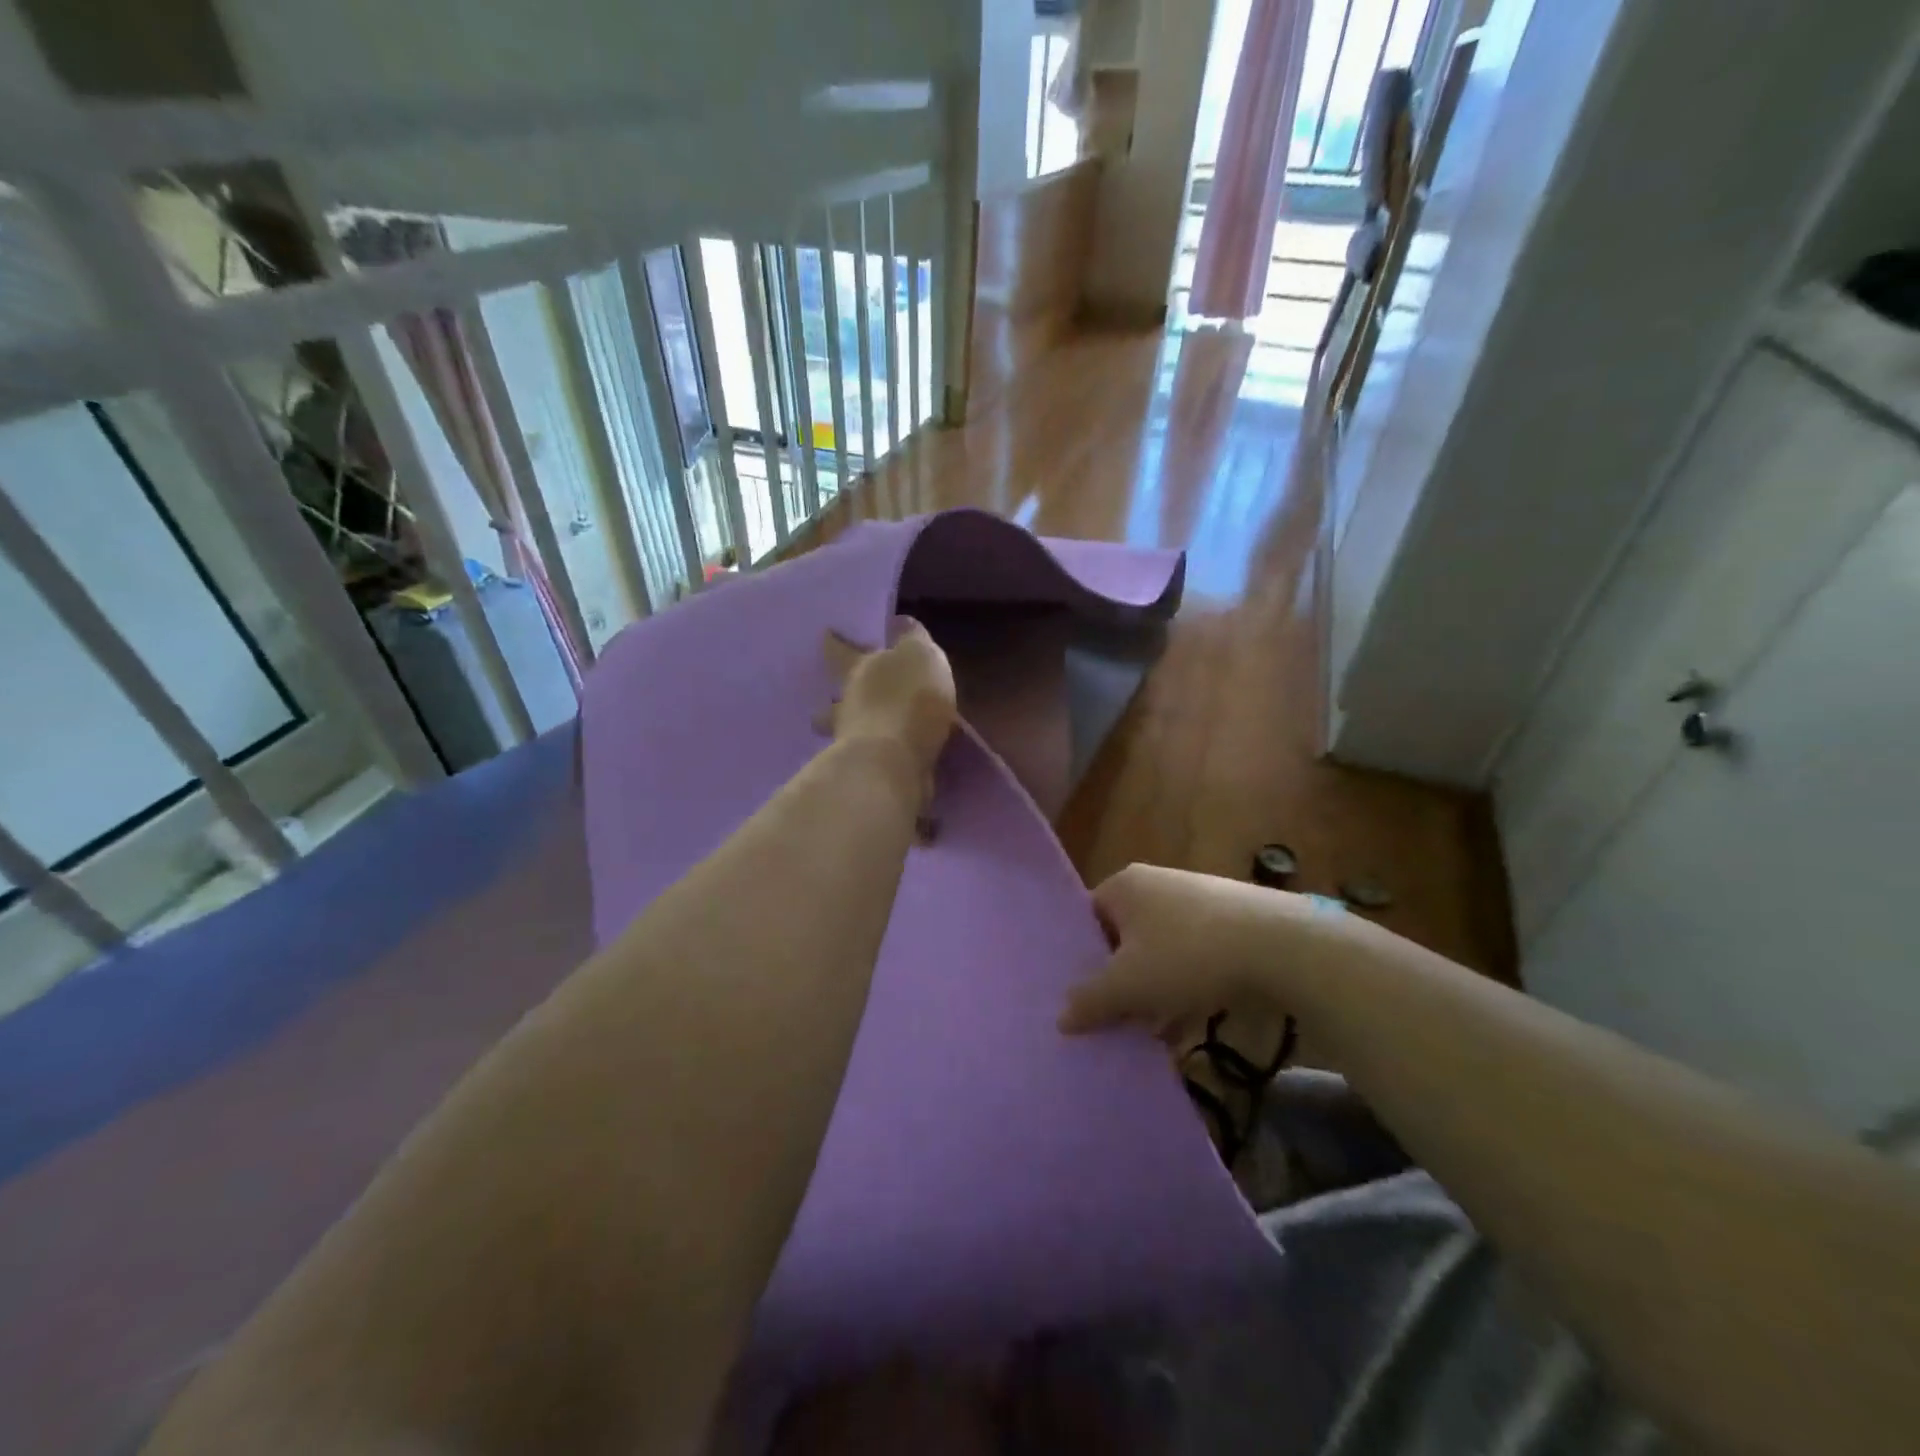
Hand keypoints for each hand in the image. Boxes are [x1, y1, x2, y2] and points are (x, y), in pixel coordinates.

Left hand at [823, 618, 956, 784]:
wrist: (894, 763)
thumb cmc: (908, 698)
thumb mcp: (918, 655)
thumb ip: (910, 638)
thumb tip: (897, 621)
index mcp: (858, 670)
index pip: (840, 651)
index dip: (834, 643)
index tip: (825, 635)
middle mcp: (848, 705)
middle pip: (835, 699)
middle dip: (832, 701)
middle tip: (828, 703)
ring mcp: (852, 742)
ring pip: (847, 732)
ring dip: (853, 733)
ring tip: (865, 737)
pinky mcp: (868, 773)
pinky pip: (873, 759)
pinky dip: (881, 758)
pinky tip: (894, 761)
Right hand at [1058, 864, 1347, 1041]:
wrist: (1281, 947)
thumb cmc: (1187, 955)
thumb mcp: (1130, 985)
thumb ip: (1091, 1001)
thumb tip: (1061, 1018)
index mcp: (1125, 886)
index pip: (1087, 917)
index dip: (1080, 957)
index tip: (1079, 996)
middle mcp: (1157, 885)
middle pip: (1123, 938)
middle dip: (1118, 981)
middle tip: (1109, 1019)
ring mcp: (1197, 903)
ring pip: (1159, 953)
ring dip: (1152, 993)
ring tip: (1146, 1034)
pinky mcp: (1230, 925)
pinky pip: (1192, 960)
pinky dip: (1184, 991)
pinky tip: (1184, 1027)